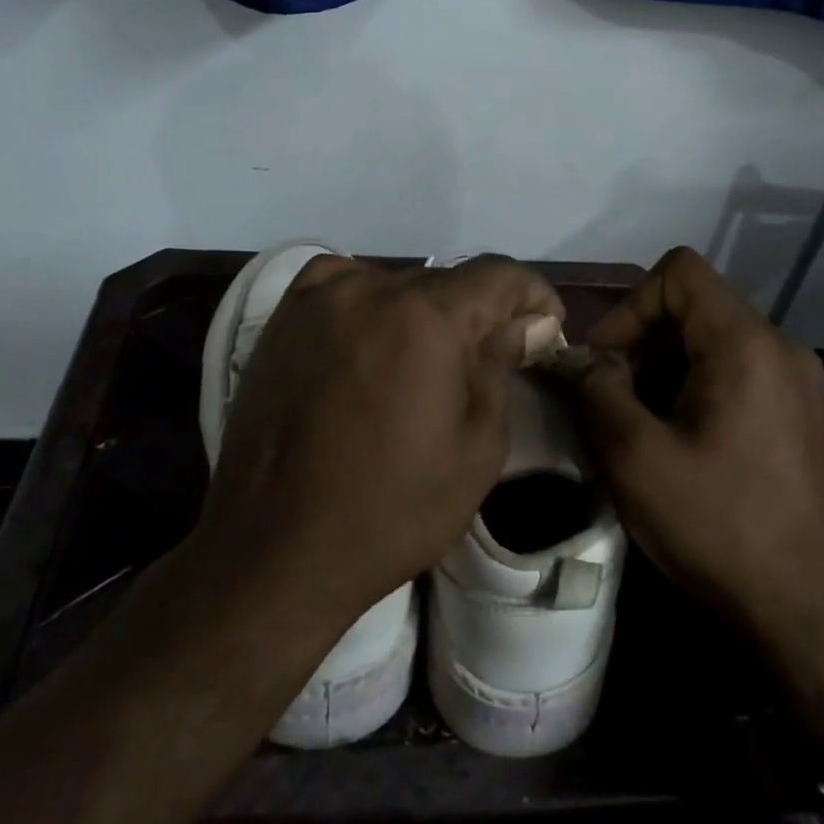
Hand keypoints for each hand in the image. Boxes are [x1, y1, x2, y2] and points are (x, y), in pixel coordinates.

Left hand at [194, 254, 564, 634]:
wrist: (275, 548)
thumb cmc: (391, 509)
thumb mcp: (476, 450)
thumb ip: (502, 368)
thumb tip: (526, 324)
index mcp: (426, 317)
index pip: (499, 274)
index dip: (534, 295)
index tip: (547, 327)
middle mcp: (370, 288)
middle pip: (447, 281)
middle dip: (481, 312)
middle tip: (493, 356)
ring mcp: (319, 297)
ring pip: (396, 284)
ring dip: (425, 312)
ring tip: (427, 362)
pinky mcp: (283, 317)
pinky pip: (344, 287)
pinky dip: (371, 304)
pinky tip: (372, 341)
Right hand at [574, 247, 823, 635]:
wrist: (807, 610)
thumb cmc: (717, 524)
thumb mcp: (635, 456)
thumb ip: (596, 390)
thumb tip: (580, 359)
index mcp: (746, 343)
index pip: (679, 272)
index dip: (631, 304)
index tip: (606, 361)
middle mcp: (780, 347)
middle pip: (694, 307)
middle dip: (642, 343)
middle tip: (612, 400)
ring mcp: (797, 381)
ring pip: (712, 342)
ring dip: (663, 370)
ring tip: (640, 427)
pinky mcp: (799, 414)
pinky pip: (735, 373)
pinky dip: (694, 389)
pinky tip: (678, 444)